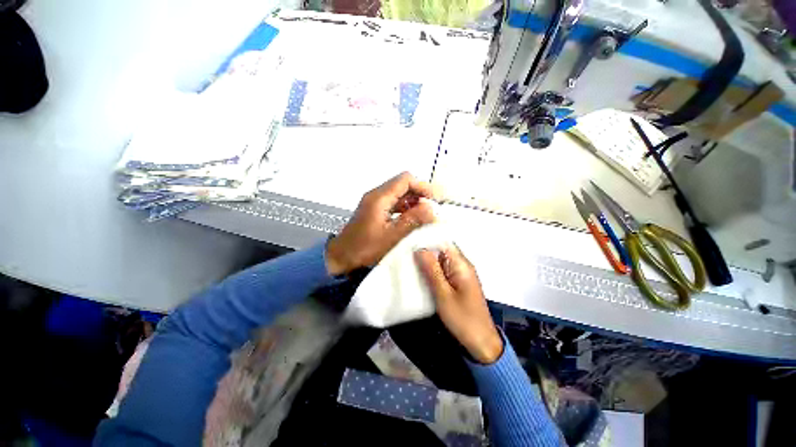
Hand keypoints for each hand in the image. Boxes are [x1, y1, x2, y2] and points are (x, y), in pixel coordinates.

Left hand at [326, 172, 438, 275]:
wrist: (340, 258)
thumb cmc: (364, 249)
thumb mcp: (391, 237)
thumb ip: (412, 221)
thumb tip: (432, 209)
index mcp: (379, 197)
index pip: (405, 180)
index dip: (423, 186)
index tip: (437, 199)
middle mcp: (377, 195)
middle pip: (403, 185)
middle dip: (421, 193)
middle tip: (435, 207)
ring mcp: (375, 202)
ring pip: (400, 194)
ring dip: (415, 201)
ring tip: (428, 214)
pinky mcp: (375, 210)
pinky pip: (395, 203)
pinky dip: (407, 208)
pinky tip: (414, 219)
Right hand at [415, 245, 503, 363]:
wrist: (481, 343)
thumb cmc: (463, 319)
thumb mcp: (443, 295)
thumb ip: (432, 271)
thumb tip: (420, 249)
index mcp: (461, 265)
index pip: (444, 242)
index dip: (428, 238)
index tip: (411, 238)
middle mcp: (462, 265)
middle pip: (442, 250)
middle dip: (425, 249)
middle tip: (405, 250)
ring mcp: (460, 274)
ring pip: (441, 260)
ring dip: (427, 260)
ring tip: (408, 259)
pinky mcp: (457, 283)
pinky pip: (442, 271)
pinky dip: (431, 271)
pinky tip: (419, 273)